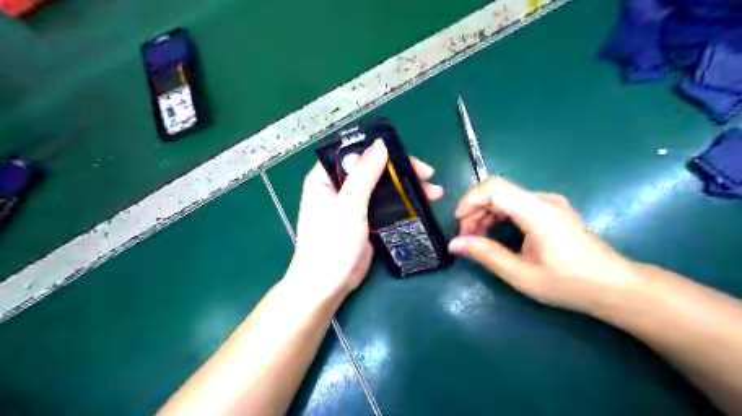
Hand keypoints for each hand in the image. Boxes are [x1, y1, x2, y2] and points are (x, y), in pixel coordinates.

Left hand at [286, 139, 441, 298]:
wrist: (328, 285)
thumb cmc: (332, 243)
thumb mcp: (348, 205)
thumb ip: (364, 174)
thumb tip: (380, 144)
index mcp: (324, 178)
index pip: (353, 153)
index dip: (378, 150)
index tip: (404, 155)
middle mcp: (338, 187)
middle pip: (372, 169)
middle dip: (400, 170)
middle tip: (427, 174)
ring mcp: (352, 204)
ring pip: (382, 187)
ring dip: (406, 187)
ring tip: (434, 191)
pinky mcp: (364, 220)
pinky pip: (385, 204)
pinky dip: (402, 203)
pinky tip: (422, 203)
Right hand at [450, 175, 640, 313]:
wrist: (614, 286)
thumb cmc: (569, 283)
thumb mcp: (522, 275)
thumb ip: (486, 254)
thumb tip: (454, 244)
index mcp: (537, 212)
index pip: (494, 187)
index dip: (470, 200)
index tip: (458, 222)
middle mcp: (543, 199)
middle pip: (497, 191)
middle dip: (474, 211)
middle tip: (465, 238)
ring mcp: (549, 203)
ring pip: (505, 197)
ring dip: (485, 214)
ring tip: (476, 240)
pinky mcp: (551, 210)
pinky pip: (516, 204)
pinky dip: (499, 216)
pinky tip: (495, 236)